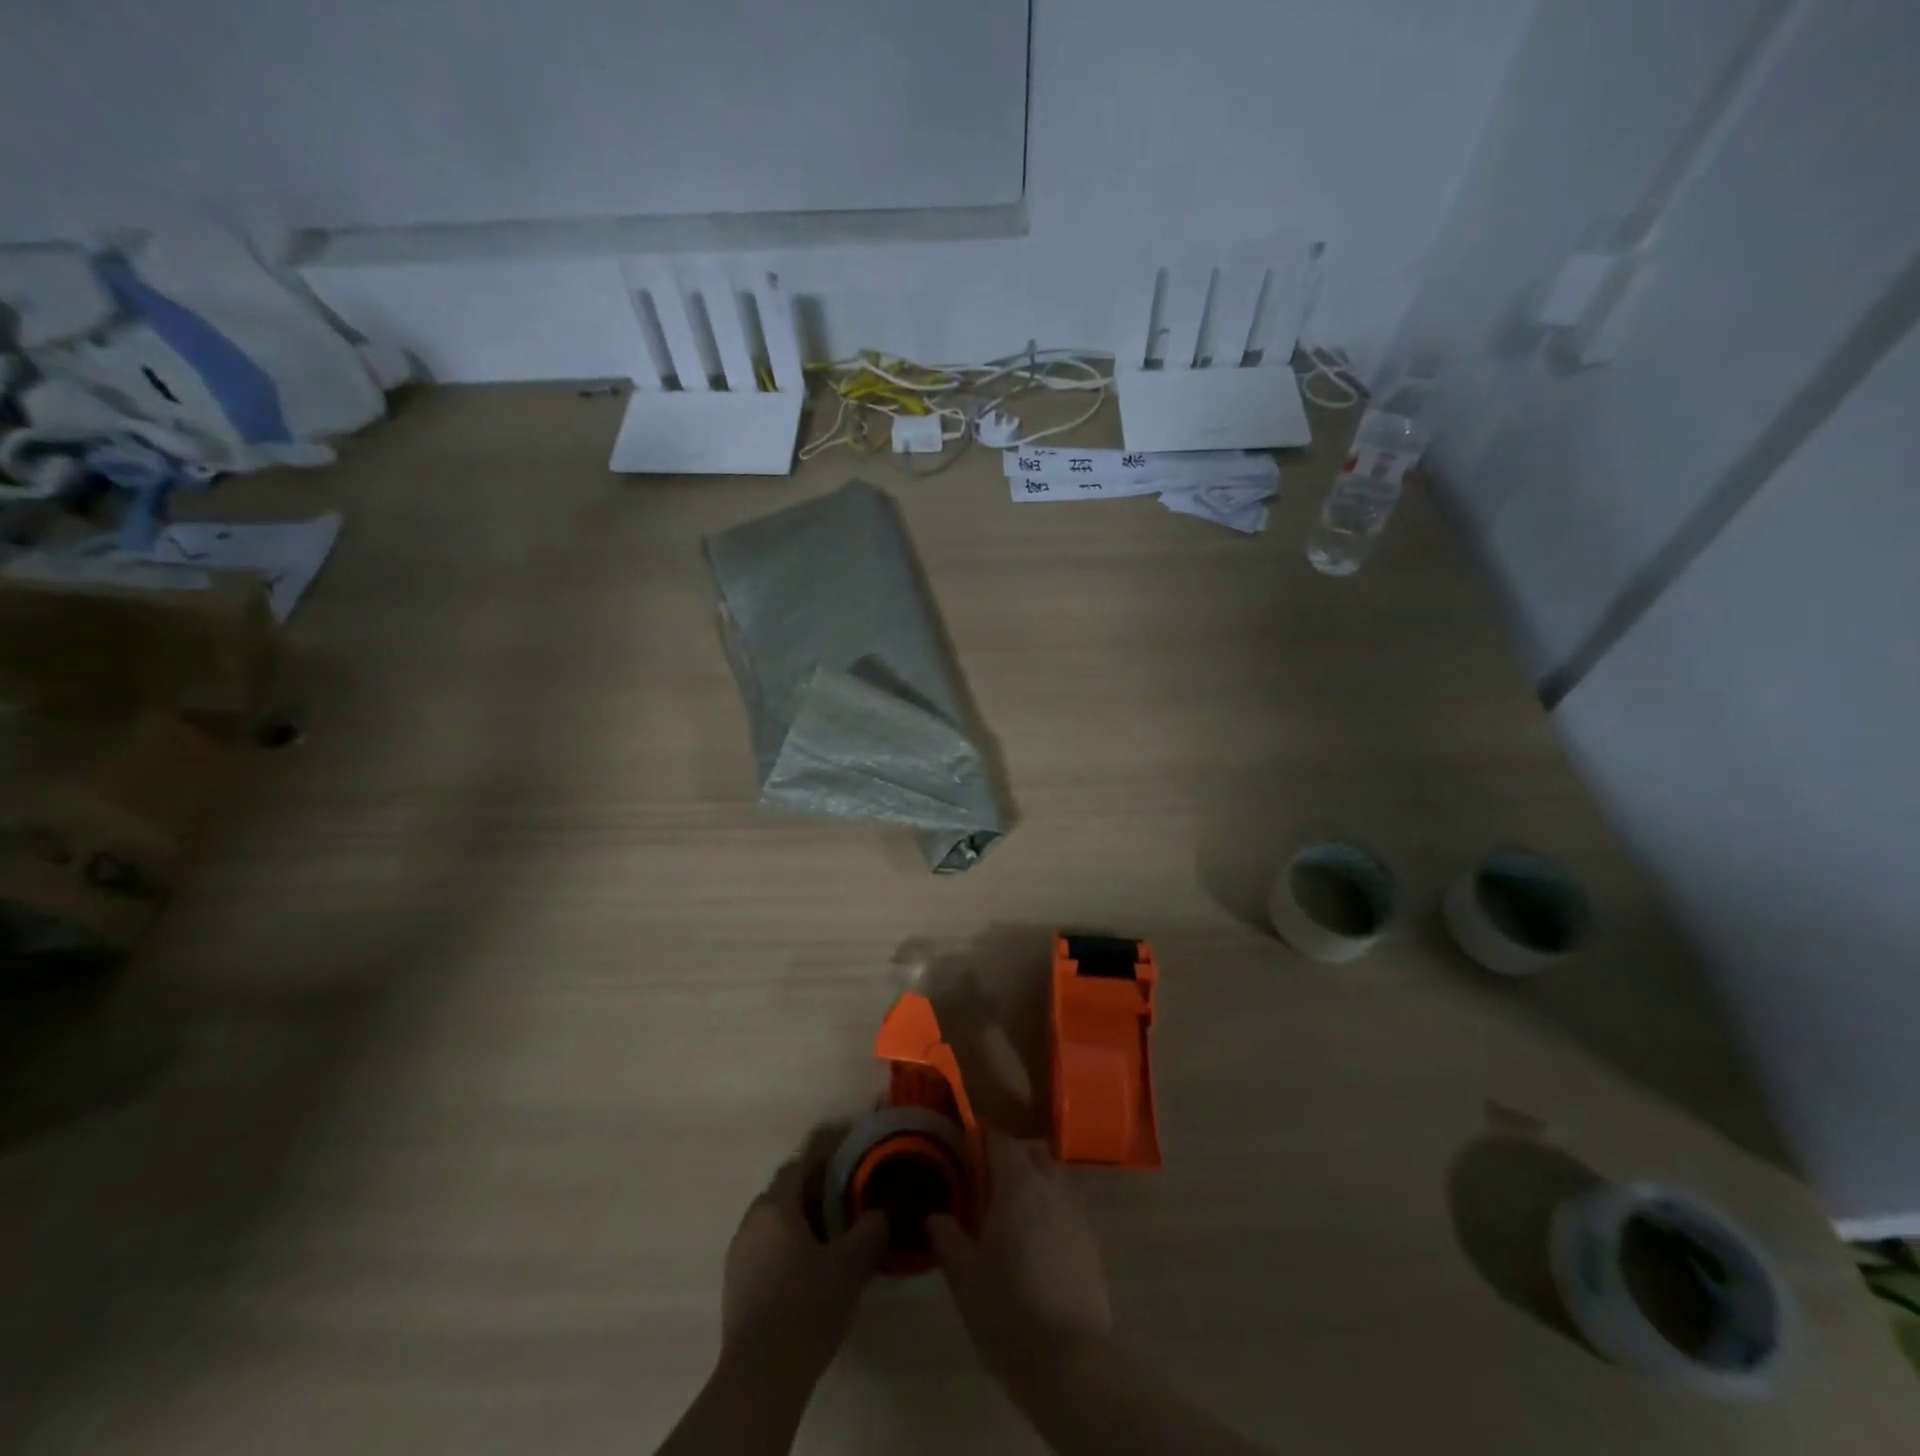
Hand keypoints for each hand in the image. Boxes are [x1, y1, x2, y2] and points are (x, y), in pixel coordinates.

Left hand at [720, 1136, 887, 1383]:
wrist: (761, 1376)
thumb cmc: (807, 1306)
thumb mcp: (851, 1265)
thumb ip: (870, 1230)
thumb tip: (878, 1214)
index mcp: (776, 1206)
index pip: (799, 1165)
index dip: (824, 1161)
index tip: (848, 1167)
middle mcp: (751, 1222)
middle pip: (784, 1193)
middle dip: (813, 1194)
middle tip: (845, 1206)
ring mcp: (738, 1255)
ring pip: (773, 1223)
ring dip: (799, 1224)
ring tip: (830, 1241)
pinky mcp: (735, 1287)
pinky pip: (764, 1250)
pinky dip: (785, 1250)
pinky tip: (807, 1274)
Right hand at [928, 1132, 1110, 1371]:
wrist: (1069, 1360)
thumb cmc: (1008, 1311)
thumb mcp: (964, 1277)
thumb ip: (948, 1238)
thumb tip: (937, 1216)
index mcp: (1018, 1185)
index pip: (1000, 1140)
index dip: (982, 1138)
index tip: (965, 1147)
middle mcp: (1051, 1187)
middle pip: (1032, 1151)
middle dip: (1011, 1154)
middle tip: (987, 1180)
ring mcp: (1076, 1212)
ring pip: (1053, 1176)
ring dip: (1034, 1180)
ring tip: (1011, 1212)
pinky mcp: (1091, 1240)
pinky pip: (1067, 1206)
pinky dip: (1050, 1208)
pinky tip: (1036, 1241)